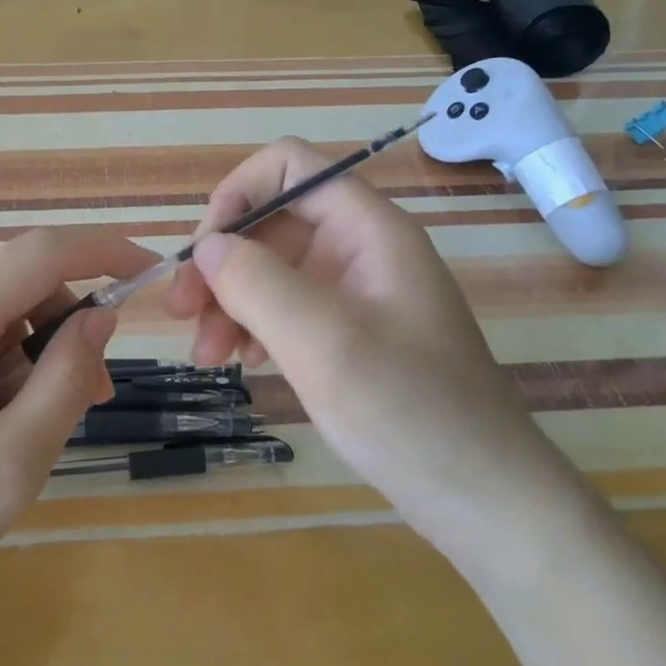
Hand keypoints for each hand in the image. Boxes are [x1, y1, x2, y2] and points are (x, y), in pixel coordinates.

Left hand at [0, 227, 157, 625]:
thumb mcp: (9, 465)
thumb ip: (62, 382)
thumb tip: (98, 319)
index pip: (39, 253)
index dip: (103, 250)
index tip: (151, 272)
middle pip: (16, 286)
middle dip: (65, 329)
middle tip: (89, 398)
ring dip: (29, 356)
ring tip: (28, 431)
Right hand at [166, 137, 586, 550]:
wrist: (484, 499)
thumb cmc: (410, 413)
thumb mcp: (323, 344)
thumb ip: (257, 282)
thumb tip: (208, 246)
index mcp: (367, 229)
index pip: (289, 166)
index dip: (238, 193)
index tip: (203, 252)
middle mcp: (359, 247)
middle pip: (271, 221)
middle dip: (221, 261)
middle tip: (181, 313)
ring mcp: (354, 290)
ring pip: (270, 266)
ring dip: (227, 299)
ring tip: (205, 355)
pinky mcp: (348, 329)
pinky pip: (285, 305)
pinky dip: (252, 325)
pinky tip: (241, 361)